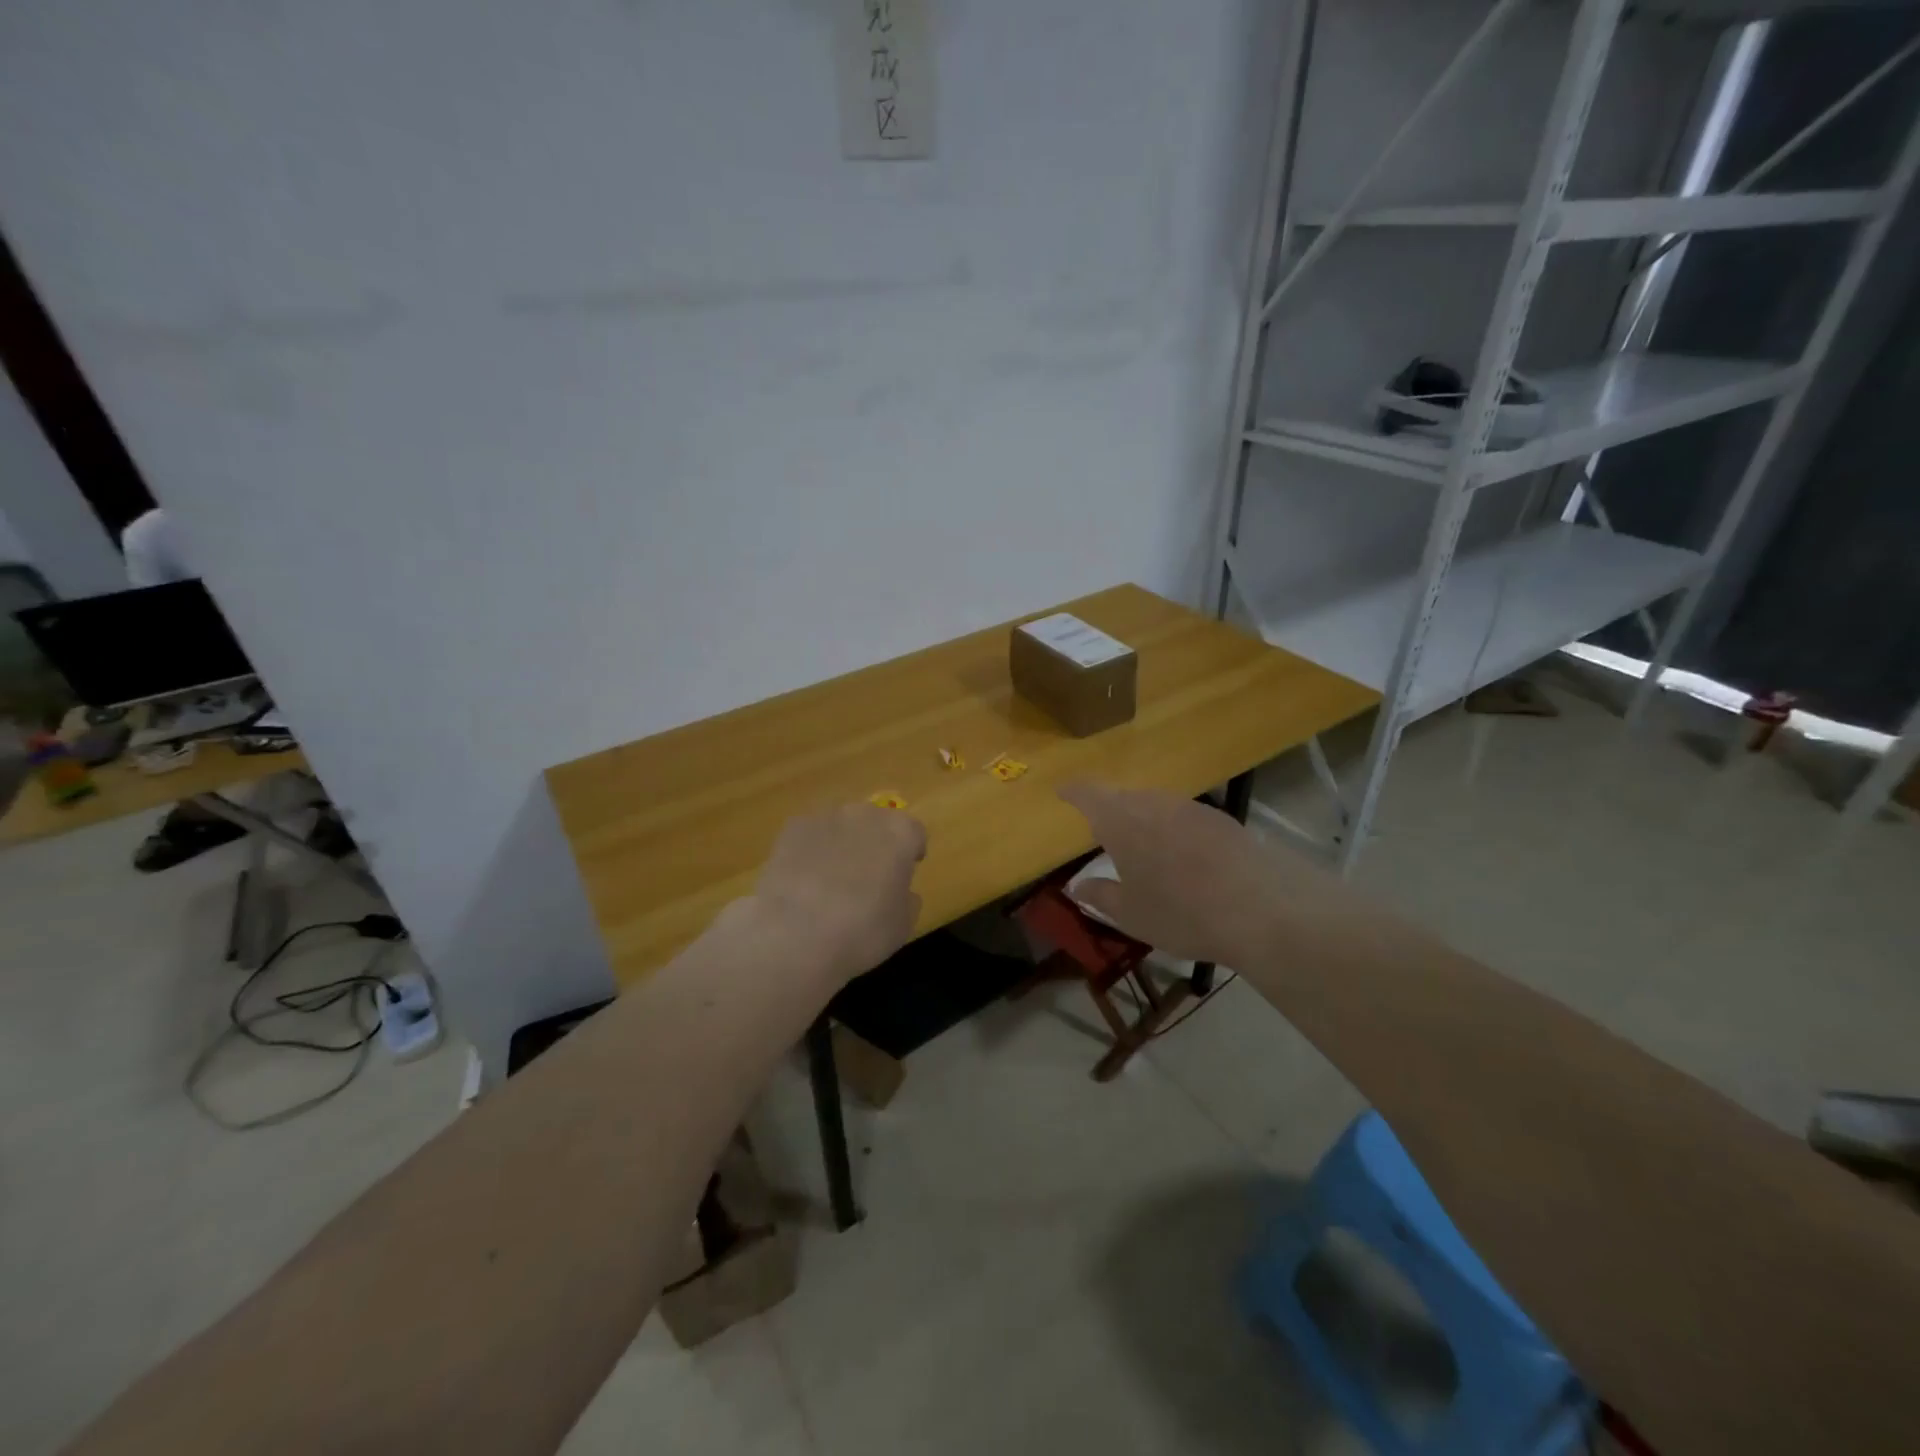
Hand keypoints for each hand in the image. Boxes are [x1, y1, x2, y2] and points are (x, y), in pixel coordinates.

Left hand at [739, 803, 926, 986]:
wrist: (795, 933)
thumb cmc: (862, 931)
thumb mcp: (902, 925)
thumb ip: (907, 899)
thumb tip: (900, 891)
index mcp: (901, 833)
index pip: (914, 833)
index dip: (911, 852)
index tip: (906, 872)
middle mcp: (866, 815)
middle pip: (877, 822)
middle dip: (876, 843)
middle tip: (869, 876)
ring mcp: (826, 817)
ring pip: (842, 826)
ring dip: (843, 844)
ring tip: (831, 880)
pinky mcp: (792, 828)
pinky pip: (810, 835)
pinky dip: (811, 851)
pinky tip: (803, 881)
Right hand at [1058, 781, 1351, 968]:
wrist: (1259, 908)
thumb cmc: (1179, 912)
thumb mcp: (1130, 914)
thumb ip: (1099, 895)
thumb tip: (1076, 885)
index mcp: (1120, 820)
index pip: (1088, 794)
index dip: (1073, 792)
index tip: (1062, 792)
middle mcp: (1153, 803)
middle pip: (1123, 798)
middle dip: (1109, 811)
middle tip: (1102, 833)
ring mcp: (1190, 807)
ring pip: (1155, 805)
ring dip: (1143, 820)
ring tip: (1143, 847)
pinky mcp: (1221, 819)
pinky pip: (1184, 817)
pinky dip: (1173, 830)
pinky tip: (1183, 858)